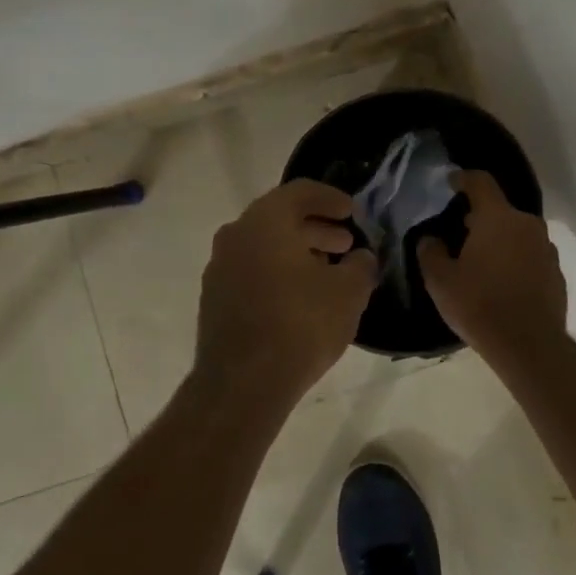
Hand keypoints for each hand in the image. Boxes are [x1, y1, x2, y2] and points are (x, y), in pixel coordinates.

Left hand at [195, 179, 376, 404]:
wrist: (242, 382)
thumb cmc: (300, 325)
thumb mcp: (348, 292)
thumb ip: (361, 266)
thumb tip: (361, 258)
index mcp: (265, 221)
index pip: (300, 191)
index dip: (330, 198)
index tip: (351, 211)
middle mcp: (235, 235)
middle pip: (279, 217)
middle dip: (316, 227)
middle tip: (345, 243)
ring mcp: (219, 267)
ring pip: (263, 245)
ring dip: (297, 251)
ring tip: (328, 271)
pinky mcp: (214, 298)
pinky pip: (251, 270)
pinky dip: (277, 272)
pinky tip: (300, 296)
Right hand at [417, 171, 567, 365]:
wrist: (529, 346)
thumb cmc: (479, 305)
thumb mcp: (440, 281)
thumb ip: (430, 252)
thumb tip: (430, 238)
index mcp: (497, 218)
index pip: (480, 182)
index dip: (463, 179)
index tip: (450, 183)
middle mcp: (526, 224)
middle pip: (500, 209)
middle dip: (479, 216)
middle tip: (458, 232)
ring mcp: (546, 248)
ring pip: (517, 233)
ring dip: (499, 239)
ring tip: (480, 260)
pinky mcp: (556, 272)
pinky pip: (530, 255)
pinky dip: (515, 260)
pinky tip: (501, 282)